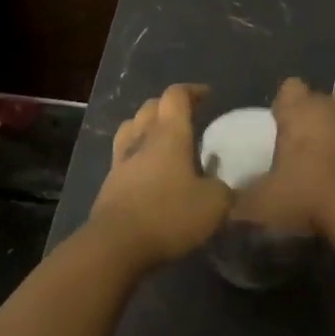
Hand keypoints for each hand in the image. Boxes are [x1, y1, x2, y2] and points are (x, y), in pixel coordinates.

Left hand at [85, 84, 231, 266]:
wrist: (116, 244)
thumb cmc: (169, 215)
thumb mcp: (214, 205)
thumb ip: (224, 190)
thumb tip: (224, 187)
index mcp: (169, 134)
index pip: (176, 96)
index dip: (192, 91)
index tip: (208, 95)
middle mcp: (142, 138)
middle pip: (150, 107)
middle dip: (169, 105)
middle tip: (187, 116)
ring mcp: (121, 160)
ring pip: (131, 127)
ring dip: (147, 125)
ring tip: (163, 138)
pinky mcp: (109, 183)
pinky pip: (123, 154)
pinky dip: (137, 153)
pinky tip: (149, 170)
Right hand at [234, 77, 334, 233]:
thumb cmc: (305, 195)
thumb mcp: (260, 202)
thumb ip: (241, 198)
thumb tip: (229, 204)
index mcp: (298, 110)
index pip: (290, 87)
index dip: (284, 104)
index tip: (279, 125)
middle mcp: (330, 107)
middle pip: (319, 98)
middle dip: (311, 114)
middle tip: (300, 145)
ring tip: (328, 151)